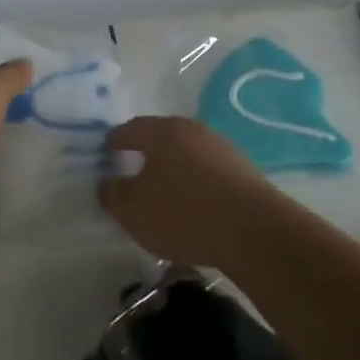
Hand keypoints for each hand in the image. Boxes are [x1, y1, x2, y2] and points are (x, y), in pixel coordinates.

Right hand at [98, 117, 280, 268]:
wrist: (254, 230)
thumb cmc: (184, 212)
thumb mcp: (134, 210)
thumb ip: (113, 194)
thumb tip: (106, 183)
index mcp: (163, 132)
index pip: (132, 129)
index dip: (116, 139)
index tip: (106, 148)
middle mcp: (193, 130)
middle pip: (163, 137)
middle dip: (147, 152)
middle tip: (133, 168)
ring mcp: (222, 148)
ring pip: (188, 154)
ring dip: (174, 169)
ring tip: (164, 192)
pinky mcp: (243, 171)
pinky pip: (208, 173)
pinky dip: (196, 184)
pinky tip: (194, 206)